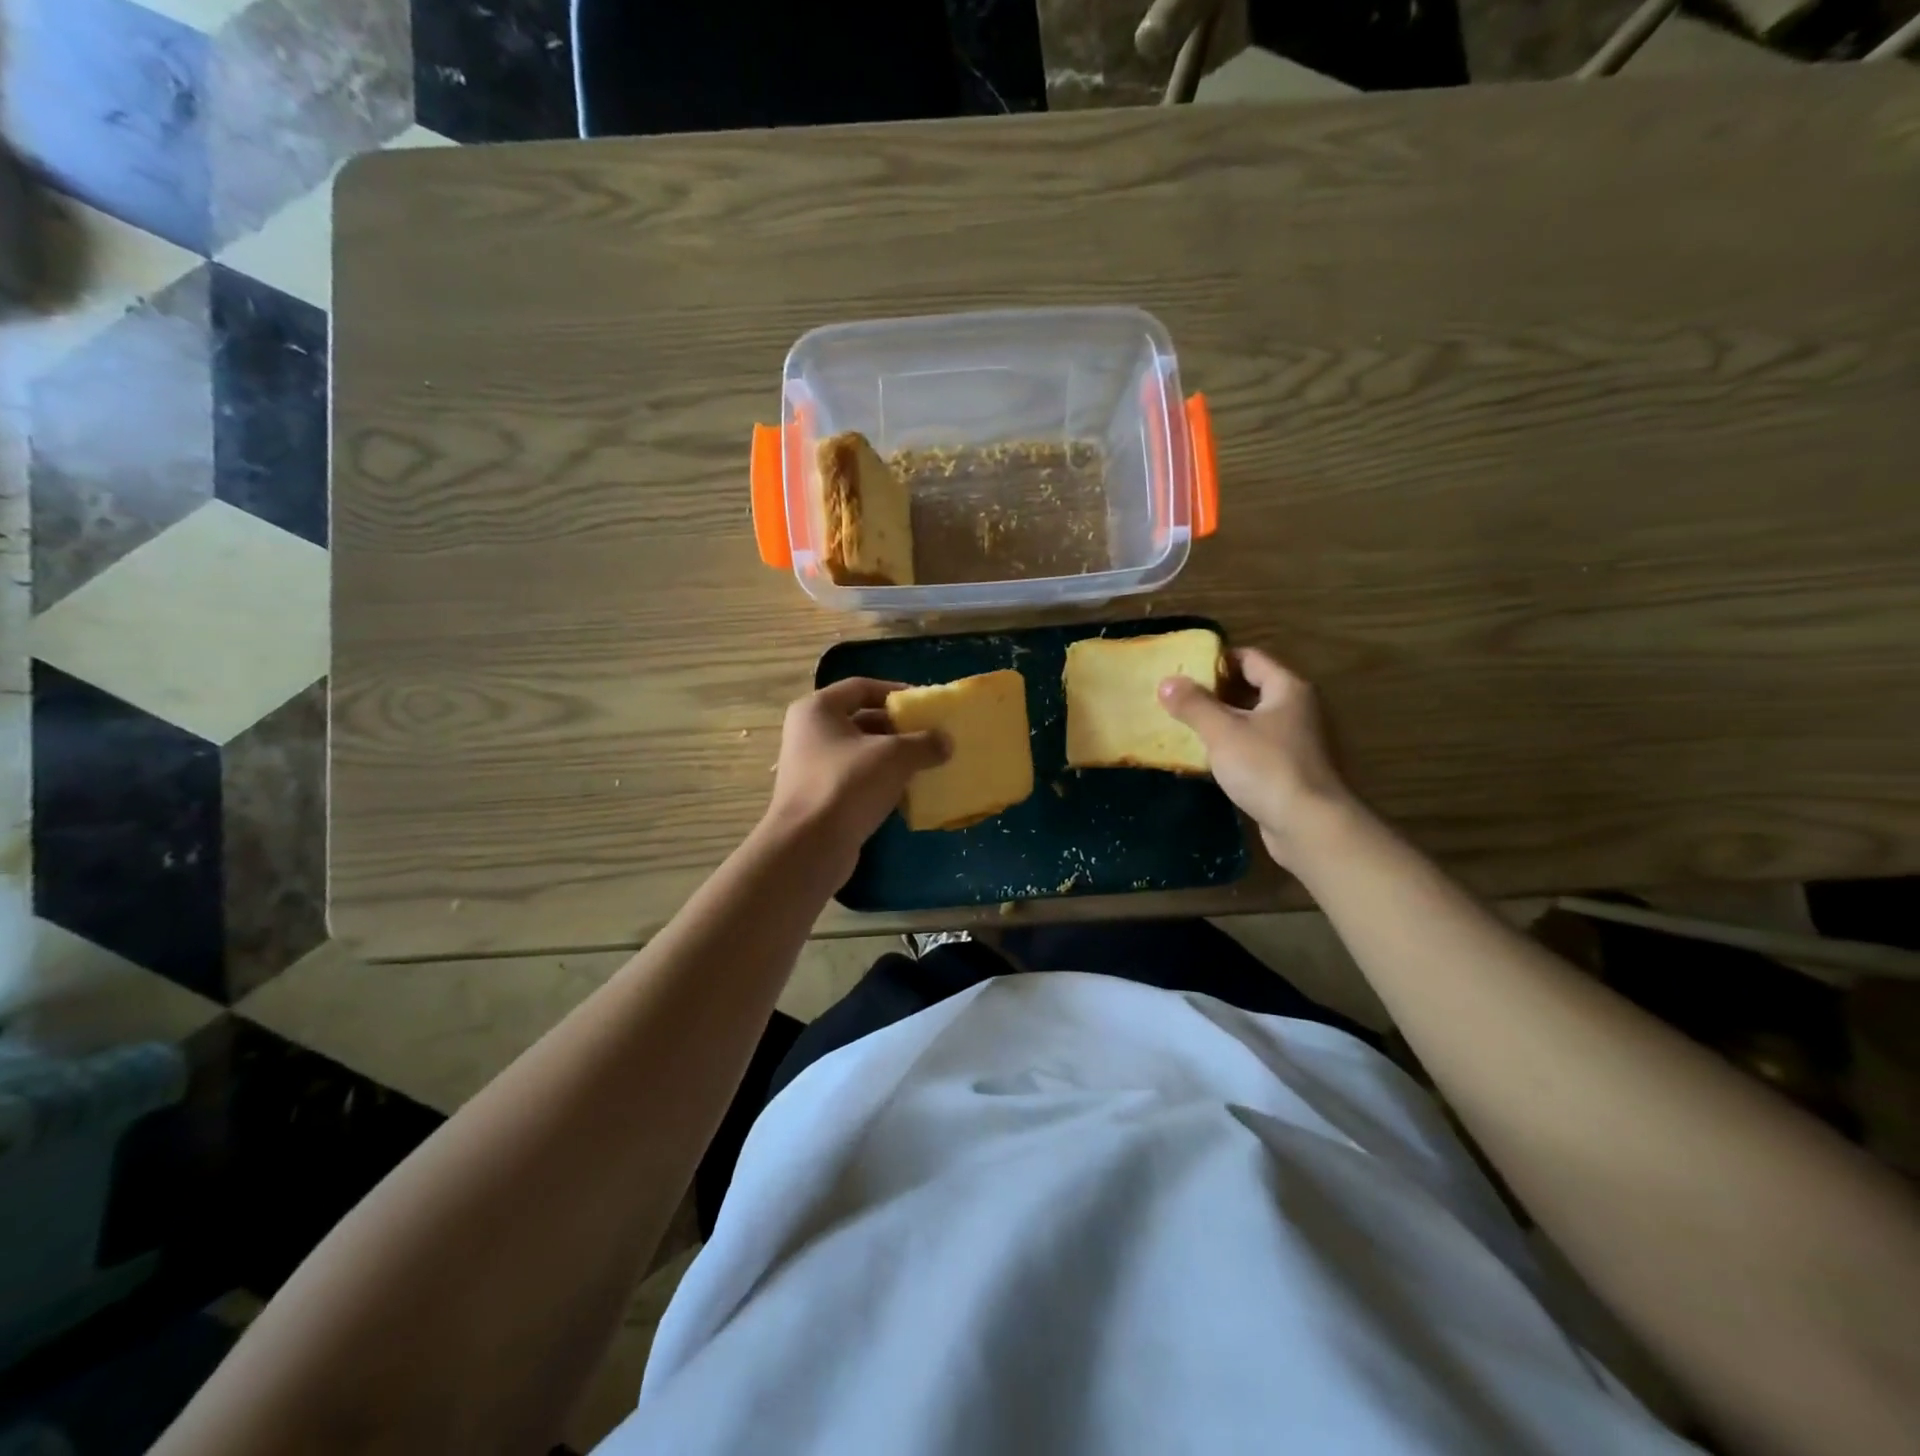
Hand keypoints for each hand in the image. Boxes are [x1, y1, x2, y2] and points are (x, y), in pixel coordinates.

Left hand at [762, 678, 948, 873]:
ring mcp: (813, 767)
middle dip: (899, 728)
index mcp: (818, 710)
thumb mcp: (894, 756)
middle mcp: (810, 733)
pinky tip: (909, 792)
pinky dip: (883, 781)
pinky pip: (858, 780)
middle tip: (932, 735)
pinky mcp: (822, 798)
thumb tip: (946, 742)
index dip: (895, 691)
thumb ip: (924, 743)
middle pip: (862, 720)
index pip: (861, 687)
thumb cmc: (847, 785)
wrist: (810, 847)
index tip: (925, 703)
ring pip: (862, 753)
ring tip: (928, 763)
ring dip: (894, 757)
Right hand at [1159, 648, 1359, 870]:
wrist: (1308, 825)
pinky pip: (1254, 747)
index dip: (1217, 659)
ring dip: (1221, 721)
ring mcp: (1295, 741)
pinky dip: (1232, 747)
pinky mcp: (1289, 769)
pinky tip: (1206, 757)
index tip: (1184, 668)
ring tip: (1184, 725)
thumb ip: (1194, 704)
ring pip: (1251, 720)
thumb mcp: (1222, 731)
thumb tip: (1167, 682)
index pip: (1250, 658)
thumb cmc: (1266, 767)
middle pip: (1251, 688)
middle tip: (1177, 697)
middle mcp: (1297, 709)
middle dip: (1214, 692)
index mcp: (1287, 689)